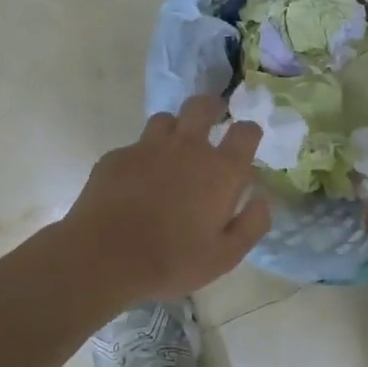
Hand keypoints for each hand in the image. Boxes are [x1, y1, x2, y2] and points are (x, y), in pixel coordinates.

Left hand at [60, 95, 270, 306]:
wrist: (103, 258)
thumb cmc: (173, 260)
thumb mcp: (225, 256)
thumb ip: (252, 224)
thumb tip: (264, 199)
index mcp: (220, 170)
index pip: (245, 131)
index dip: (249, 132)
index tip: (247, 140)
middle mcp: (187, 148)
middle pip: (202, 106)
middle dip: (212, 106)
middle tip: (214, 116)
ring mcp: (147, 148)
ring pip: (166, 119)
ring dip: (176, 128)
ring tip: (174, 147)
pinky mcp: (116, 157)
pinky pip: (136, 145)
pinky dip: (143, 156)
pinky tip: (138, 180)